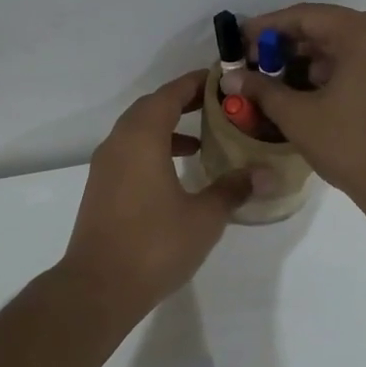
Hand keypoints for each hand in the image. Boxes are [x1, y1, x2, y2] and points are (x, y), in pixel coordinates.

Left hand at [64, 70, 255, 312]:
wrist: (99, 287)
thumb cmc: (155, 245)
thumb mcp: (204, 217)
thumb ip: (233, 189)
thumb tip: (266, 173)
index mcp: (141, 139)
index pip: (169, 95)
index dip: (194, 84)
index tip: (220, 79)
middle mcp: (118, 144)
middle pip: (150, 109)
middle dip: (181, 103)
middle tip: (215, 106)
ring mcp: (105, 167)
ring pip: (137, 132)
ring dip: (166, 128)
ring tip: (201, 140)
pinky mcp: (101, 189)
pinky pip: (129, 153)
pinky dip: (153, 150)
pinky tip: (176, 174)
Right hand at [239, 4, 365, 225]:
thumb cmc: (352, 146)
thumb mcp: (299, 117)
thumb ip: (263, 90)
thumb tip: (230, 77)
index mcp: (365, 34)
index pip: (307, 16)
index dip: (268, 27)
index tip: (241, 41)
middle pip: (330, 28)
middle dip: (291, 45)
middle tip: (257, 63)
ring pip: (350, 47)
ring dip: (314, 60)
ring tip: (281, 80)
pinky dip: (339, 71)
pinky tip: (315, 93)